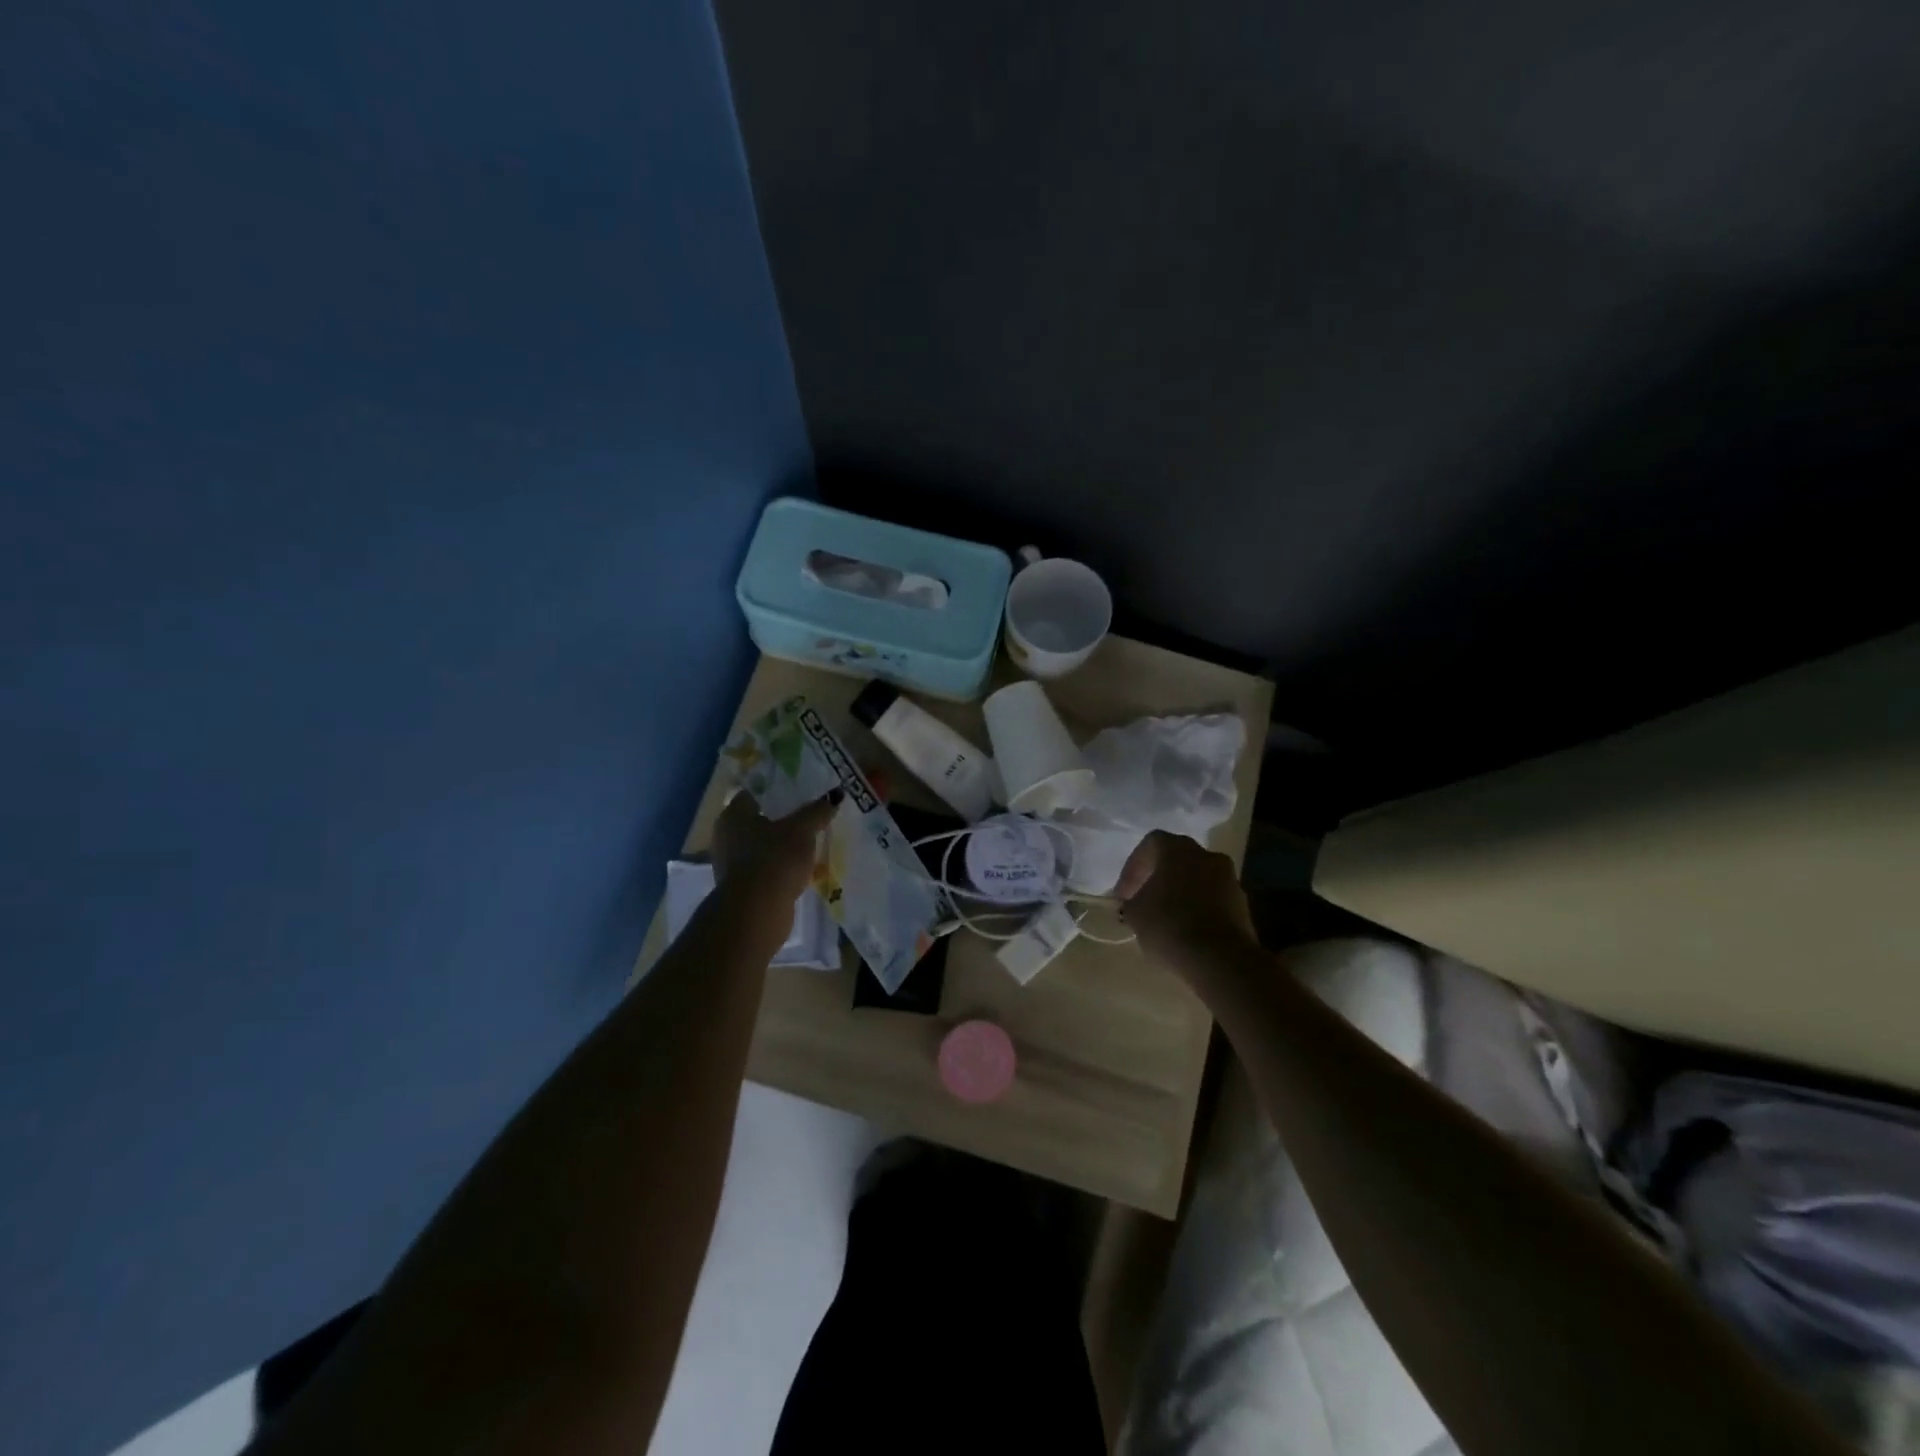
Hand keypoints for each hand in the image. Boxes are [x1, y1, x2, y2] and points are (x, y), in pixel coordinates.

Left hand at [711, 790, 839, 907]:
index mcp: (734, 815)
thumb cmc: (774, 859)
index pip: (755, 793)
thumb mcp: (802, 830)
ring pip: (763, 846)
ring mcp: (733, 864)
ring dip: (783, 846)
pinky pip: (767, 869)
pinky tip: (802, 868)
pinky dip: (781, 868)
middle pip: (760, 820)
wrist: (757, 912)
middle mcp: (727, 836)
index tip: (801, 792)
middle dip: (784, 820)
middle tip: (811, 816)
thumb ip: (818, 811)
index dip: (778, 791)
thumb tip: (836, 794)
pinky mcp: (743, 888)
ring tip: (811, 843)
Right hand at [1116, 830, 1257, 969]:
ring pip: (1198, 879)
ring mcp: (1230, 880)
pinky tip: (1187, 931)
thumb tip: (1134, 903)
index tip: (1124, 893)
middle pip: (1178, 859)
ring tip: (1166, 919)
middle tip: (1144, 900)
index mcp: (1178, 849)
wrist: (1221, 959)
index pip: (1151, 843)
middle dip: (1159, 878)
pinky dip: (1199, 909)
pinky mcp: (1243, 906)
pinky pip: (1214, 900)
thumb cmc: (1169, 925)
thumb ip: (1132, 901)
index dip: (1134, 867)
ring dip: (1181, 893)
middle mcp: (1207, 856)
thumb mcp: (1135, 913)